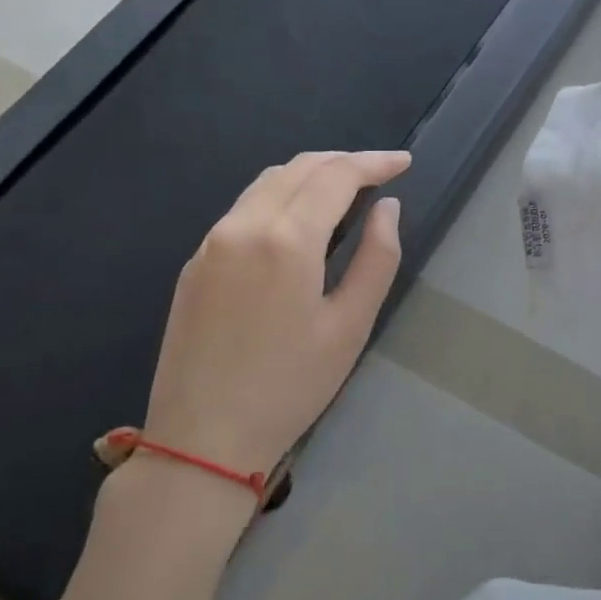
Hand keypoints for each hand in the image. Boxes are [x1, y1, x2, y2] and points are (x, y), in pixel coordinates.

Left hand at [142, 150, 409, 478]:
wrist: (201, 438)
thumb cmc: (290, 386)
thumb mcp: (350, 325)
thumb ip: (377, 257)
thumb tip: (387, 207)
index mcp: (286, 239)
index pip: (336, 175)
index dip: (374, 162)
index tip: (404, 162)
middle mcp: (243, 225)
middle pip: (299, 168)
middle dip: (344, 161)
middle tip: (381, 173)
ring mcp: (212, 241)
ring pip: (268, 182)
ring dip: (311, 174)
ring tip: (345, 190)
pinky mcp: (196, 261)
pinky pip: (245, 207)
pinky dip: (281, 196)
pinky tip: (299, 219)